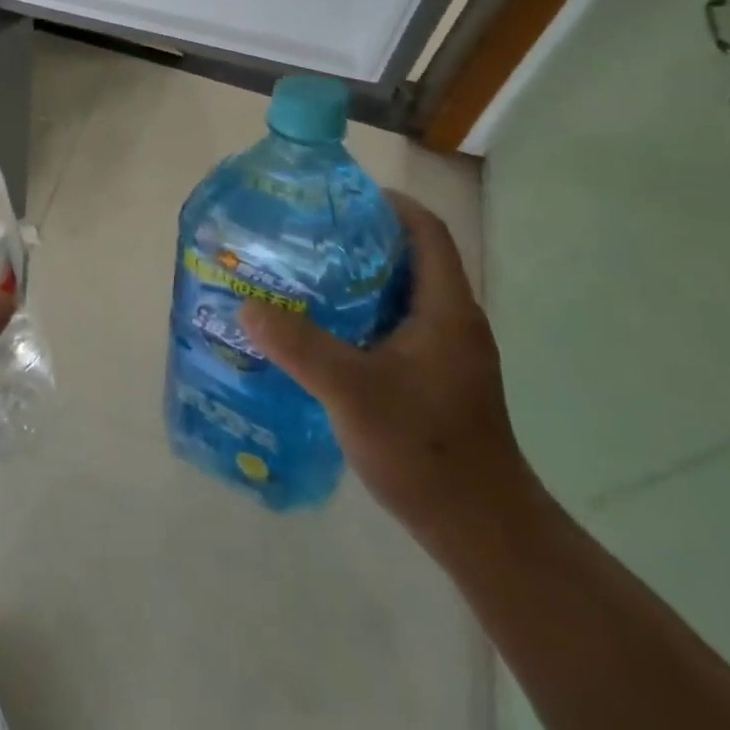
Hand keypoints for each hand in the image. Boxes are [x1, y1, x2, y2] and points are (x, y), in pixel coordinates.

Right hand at [240, 191, 537, 549]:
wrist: (483, 532)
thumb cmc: (426, 449)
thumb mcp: (353, 392)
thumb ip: (300, 346)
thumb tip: (246, 306)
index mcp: (446, 309)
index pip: (426, 231)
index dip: (387, 204)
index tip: (336, 197)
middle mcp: (451, 322)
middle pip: (408, 257)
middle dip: (358, 239)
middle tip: (303, 234)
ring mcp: (446, 353)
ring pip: (399, 294)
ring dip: (355, 279)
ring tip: (301, 276)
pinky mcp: (434, 379)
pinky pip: (394, 326)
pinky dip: (359, 314)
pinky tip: (320, 332)